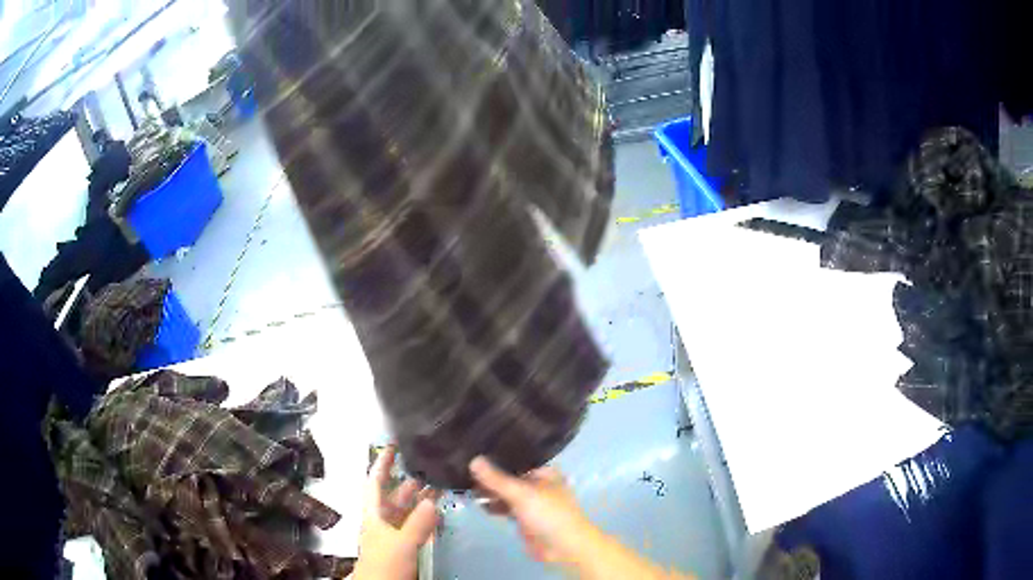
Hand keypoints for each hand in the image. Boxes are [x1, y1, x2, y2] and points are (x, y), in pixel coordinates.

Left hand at [353, 446, 438, 579]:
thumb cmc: (384, 563)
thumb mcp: (401, 543)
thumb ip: (417, 523)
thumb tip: (431, 501)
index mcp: (375, 514)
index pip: (376, 482)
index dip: (382, 463)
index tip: (393, 446)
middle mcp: (383, 520)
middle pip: (395, 496)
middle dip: (411, 482)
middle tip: (431, 467)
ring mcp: (394, 534)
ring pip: (407, 511)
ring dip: (421, 500)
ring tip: (442, 487)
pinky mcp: (404, 546)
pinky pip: (416, 526)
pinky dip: (426, 518)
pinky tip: (440, 514)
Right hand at [469, 457, 593, 565]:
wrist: (563, 547)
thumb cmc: (548, 514)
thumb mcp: (521, 493)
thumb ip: (496, 479)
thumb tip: (473, 459)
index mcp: (543, 471)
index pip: (516, 458)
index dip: (496, 454)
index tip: (471, 448)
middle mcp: (536, 483)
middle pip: (508, 475)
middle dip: (488, 474)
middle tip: (460, 466)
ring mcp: (529, 501)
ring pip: (504, 492)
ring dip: (488, 490)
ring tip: (462, 482)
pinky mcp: (522, 517)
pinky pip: (503, 506)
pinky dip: (491, 505)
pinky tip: (474, 501)